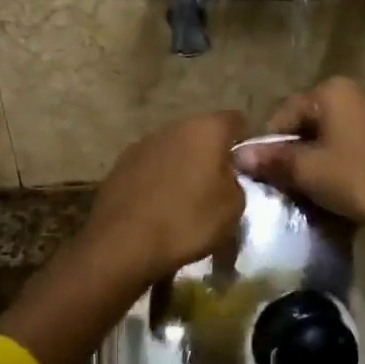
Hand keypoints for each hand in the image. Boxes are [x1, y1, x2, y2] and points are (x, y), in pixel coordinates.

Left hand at [84, 110, 247, 284]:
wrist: (124, 243)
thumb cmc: (188, 221)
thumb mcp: (233, 208)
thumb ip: (236, 181)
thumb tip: (226, 174)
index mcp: (206, 129)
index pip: (235, 120)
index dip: (243, 139)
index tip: (245, 165)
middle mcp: (173, 127)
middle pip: (200, 134)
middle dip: (209, 155)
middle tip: (217, 185)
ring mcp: (142, 145)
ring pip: (172, 150)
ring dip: (181, 167)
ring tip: (185, 200)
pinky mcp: (119, 166)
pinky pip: (150, 169)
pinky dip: (158, 182)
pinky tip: (158, 208)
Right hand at [233, 78, 364, 236]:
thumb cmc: (358, 180)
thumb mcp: (308, 171)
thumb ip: (272, 159)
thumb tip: (237, 154)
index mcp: (334, 90)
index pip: (285, 113)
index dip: (271, 145)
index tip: (269, 174)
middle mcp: (359, 90)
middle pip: (311, 120)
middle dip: (297, 150)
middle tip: (291, 183)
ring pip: (335, 132)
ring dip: (320, 156)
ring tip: (317, 186)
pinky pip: (358, 140)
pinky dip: (345, 158)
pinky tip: (346, 183)